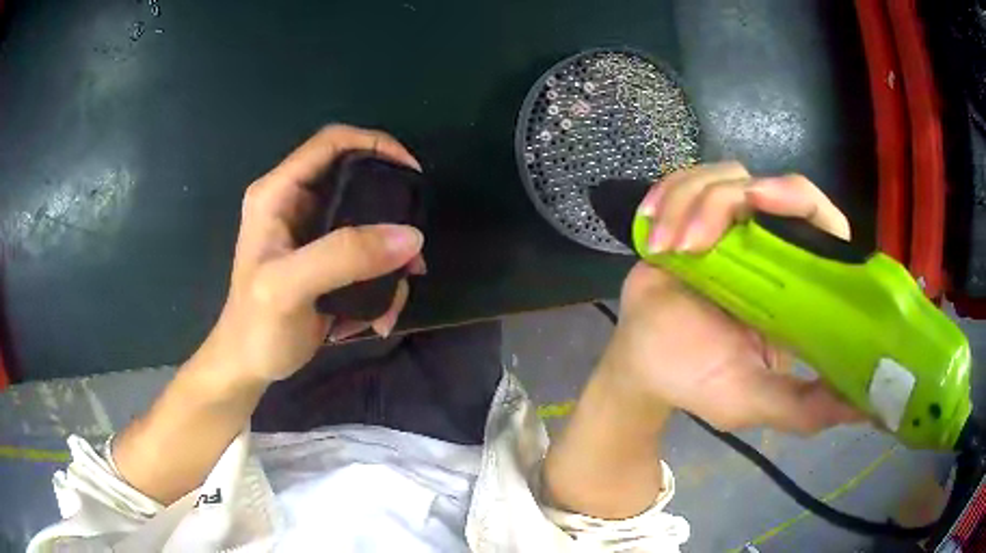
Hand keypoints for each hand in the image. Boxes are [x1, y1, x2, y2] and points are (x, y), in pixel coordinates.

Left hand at [196, 125, 425, 383]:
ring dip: (389, 263)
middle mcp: (297, 202)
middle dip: (391, 216)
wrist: (249, 364)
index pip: (332, 142)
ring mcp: (314, 231)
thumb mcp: (290, 288)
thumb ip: (344, 256)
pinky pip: (368, 256)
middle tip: (412, 253)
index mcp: (278, 193)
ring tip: (392, 304)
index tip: (413, 173)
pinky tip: (374, 319)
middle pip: (359, 180)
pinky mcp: (327, 258)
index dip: (376, 144)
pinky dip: (380, 285)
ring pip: (370, 224)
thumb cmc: (256, 326)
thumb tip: (411, 237)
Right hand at [601, 162, 863, 433]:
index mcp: (797, 284)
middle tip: (694, 239)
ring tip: (665, 250)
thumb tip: (869, 407)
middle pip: (768, 185)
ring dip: (686, 206)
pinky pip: (687, 178)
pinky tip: (653, 234)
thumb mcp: (754, 401)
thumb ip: (805, 408)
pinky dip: (666, 196)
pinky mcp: (694, 214)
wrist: (642, 367)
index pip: (823, 221)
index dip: (800, 199)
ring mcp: (732, 226)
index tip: (761, 200)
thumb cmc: (699, 382)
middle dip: (723, 200)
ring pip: (723, 177)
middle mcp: (772, 246)